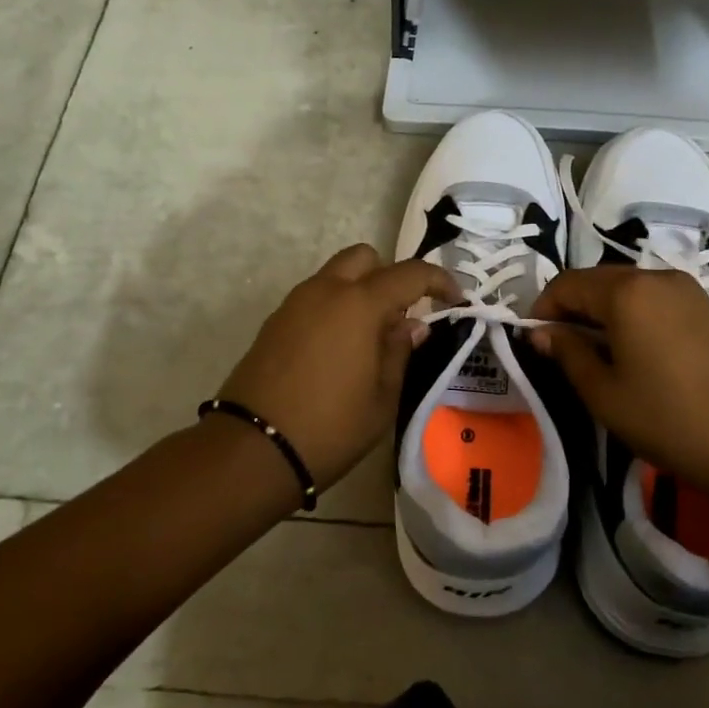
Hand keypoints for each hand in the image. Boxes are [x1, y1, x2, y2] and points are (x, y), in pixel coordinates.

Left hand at [218, 244, 457, 488]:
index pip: (409, 274)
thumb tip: (412, 325)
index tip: (455, 300)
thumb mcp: (382, 397)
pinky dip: (335, 307)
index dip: (439, 281)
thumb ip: (400, 351)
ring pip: (336, 275)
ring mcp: (295, 303)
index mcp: (359, 304)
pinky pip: (315, 298)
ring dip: (360, 291)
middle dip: (390, 276)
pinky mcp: (275, 322)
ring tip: (372, 337)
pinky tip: (340, 349)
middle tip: (403, 315)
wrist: (253, 449)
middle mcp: (325, 290)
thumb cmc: (330, 426)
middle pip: (365, 258)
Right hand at [529, 268, 708, 497]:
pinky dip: (631, 314)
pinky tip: (631, 350)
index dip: (542, 309)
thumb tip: (541, 332)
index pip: (567, 285)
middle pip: (597, 280)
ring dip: (601, 311)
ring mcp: (685, 289)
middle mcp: (655, 276)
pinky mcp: (705, 306)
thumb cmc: (667, 419)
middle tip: (559, 349)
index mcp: (626, 292)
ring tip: (595, 353)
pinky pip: (652, 298)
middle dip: (571, 308)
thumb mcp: (603, 392)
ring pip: (626, 288)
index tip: (533, 341)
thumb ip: (567, 353)